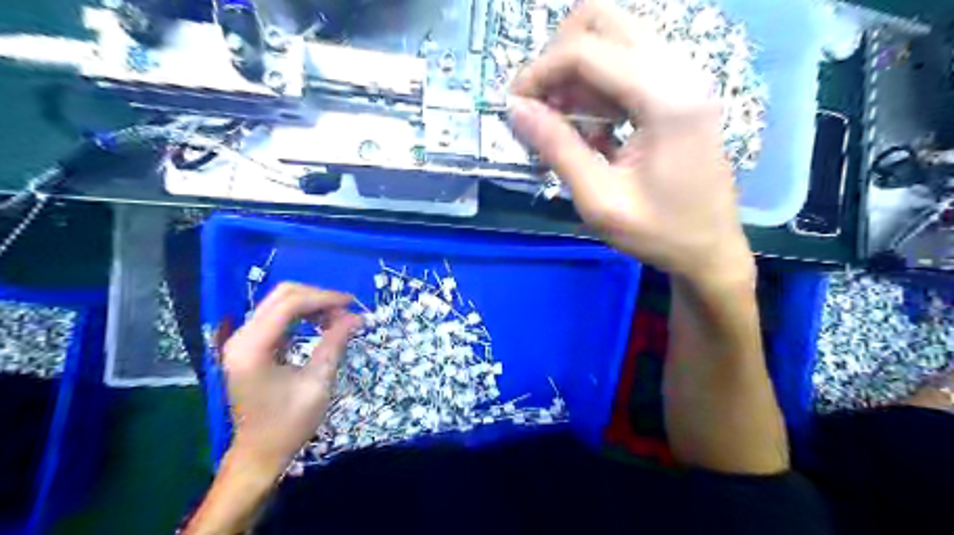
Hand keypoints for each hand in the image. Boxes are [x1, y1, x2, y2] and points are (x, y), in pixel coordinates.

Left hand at [222, 281, 364, 477]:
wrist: (259, 454)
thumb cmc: (288, 423)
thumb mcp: (318, 383)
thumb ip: (334, 343)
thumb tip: (357, 317)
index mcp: (252, 347)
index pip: (289, 304)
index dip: (323, 298)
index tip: (352, 304)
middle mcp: (241, 337)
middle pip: (282, 296)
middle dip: (318, 298)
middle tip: (346, 311)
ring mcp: (243, 340)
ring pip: (280, 304)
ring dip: (312, 305)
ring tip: (338, 319)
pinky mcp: (250, 346)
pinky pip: (279, 318)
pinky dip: (303, 316)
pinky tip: (322, 325)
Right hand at [510, 1, 757, 283]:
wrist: (710, 249)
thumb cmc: (658, 233)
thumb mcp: (599, 200)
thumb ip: (557, 149)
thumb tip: (516, 109)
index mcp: (665, 99)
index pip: (586, 51)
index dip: (539, 72)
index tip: (514, 107)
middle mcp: (679, 71)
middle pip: (603, 20)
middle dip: (558, 57)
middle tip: (542, 106)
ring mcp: (683, 76)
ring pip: (614, 35)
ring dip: (576, 71)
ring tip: (563, 122)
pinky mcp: (679, 89)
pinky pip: (627, 61)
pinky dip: (596, 83)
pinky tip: (592, 126)